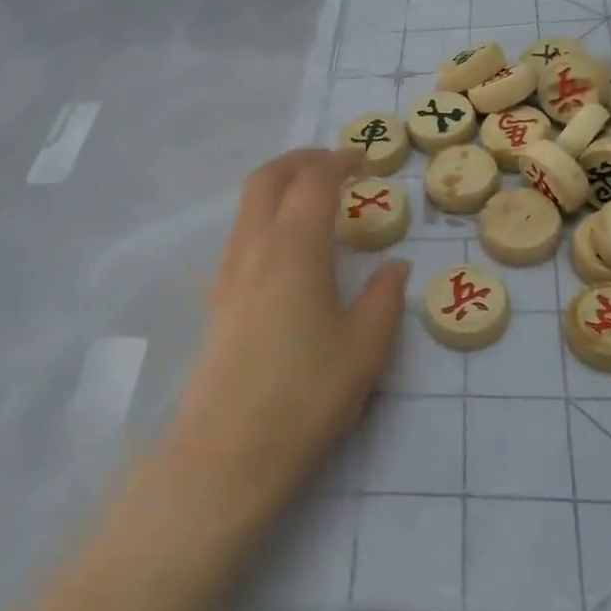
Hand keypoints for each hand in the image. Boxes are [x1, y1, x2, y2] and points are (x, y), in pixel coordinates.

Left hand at [162, 149, 408, 526]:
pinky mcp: (216, 298)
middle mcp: (254, 247)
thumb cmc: (307, 395)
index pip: (313, 181)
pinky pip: (241, 235)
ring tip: (312, 202)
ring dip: (278, 186)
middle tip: (332, 164)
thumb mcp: (365, 348)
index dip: (337, 161)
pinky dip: (265, 217)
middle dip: (299, 160)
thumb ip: (384, 298)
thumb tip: (394, 266)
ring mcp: (228, 272)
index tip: (361, 160)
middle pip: (267, 179)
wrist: (229, 450)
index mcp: (294, 248)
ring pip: (247, 205)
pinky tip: (288, 250)